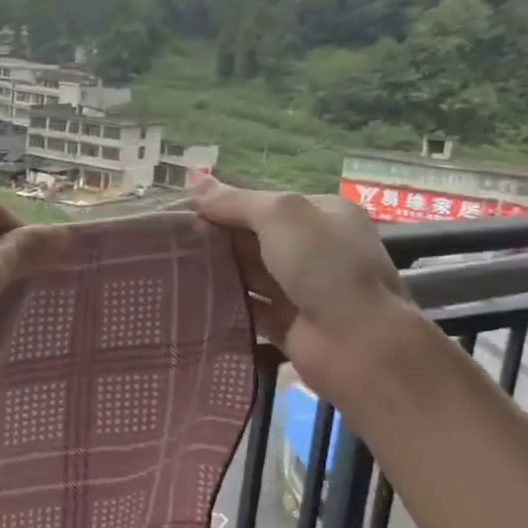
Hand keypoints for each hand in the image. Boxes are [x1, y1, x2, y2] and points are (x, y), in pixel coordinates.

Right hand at [188, 176, 411, 401]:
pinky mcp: (287, 324)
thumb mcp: (280, 216)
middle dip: (217, 237)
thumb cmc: (324, 266)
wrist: (358, 344)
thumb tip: (194, 183)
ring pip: (250, 273)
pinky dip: (224, 303)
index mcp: (322, 215)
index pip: (265, 203)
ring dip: (217, 269)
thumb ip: (236, 201)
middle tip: (170, 240)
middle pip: (255, 237)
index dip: (225, 205)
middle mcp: (315, 249)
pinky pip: (249, 308)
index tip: (183, 211)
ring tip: (171, 266)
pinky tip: (191, 298)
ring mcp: (302, 289)